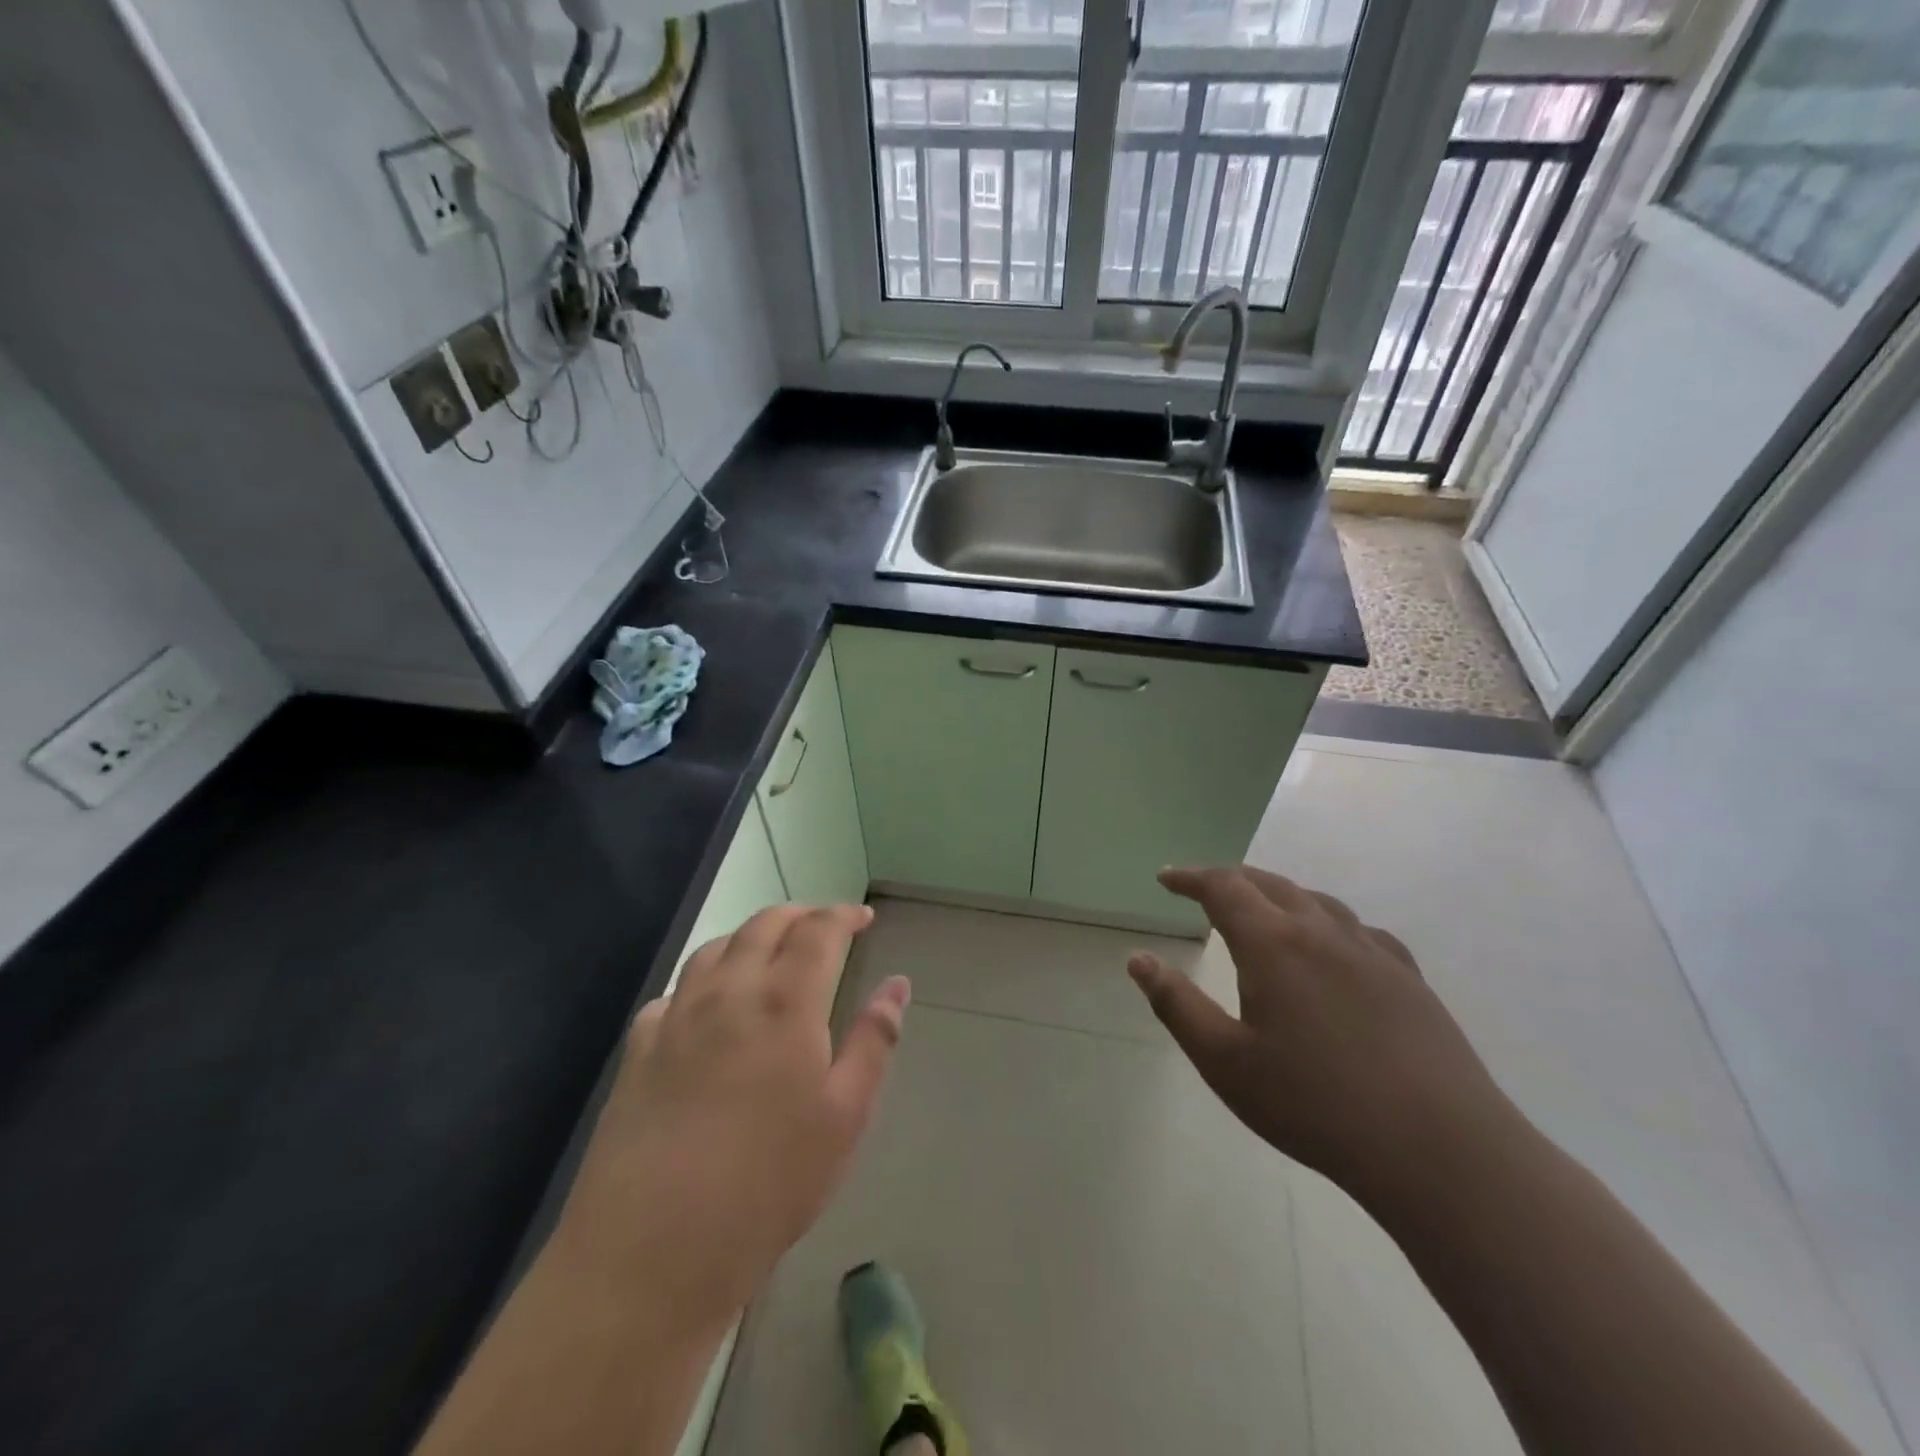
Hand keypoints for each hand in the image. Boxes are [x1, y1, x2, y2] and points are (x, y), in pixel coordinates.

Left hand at [560, 904, 908, 1334]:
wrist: (652, 1251)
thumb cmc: (768, 1186)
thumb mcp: (845, 1117)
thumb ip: (874, 1041)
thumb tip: (897, 985)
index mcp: (785, 1001)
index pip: (818, 931)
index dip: (843, 916)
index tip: (863, 918)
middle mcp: (728, 991)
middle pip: (764, 925)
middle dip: (798, 914)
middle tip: (822, 926)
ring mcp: (676, 1017)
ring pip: (714, 947)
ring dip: (749, 935)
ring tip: (768, 951)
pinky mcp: (638, 1049)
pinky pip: (674, 991)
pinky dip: (701, 979)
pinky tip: (707, 1005)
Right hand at [1128, 865, 1513, 1199]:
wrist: (1440, 1150)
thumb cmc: (1315, 1105)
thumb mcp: (1225, 1062)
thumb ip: (1176, 1005)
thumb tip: (1137, 958)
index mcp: (1273, 944)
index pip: (1223, 887)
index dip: (1190, 877)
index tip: (1165, 878)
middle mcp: (1321, 931)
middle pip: (1268, 884)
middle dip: (1228, 880)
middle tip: (1201, 888)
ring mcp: (1371, 952)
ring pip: (1315, 900)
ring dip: (1277, 894)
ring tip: (1260, 909)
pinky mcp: (1409, 978)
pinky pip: (1357, 929)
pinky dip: (1326, 921)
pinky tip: (1332, 947)